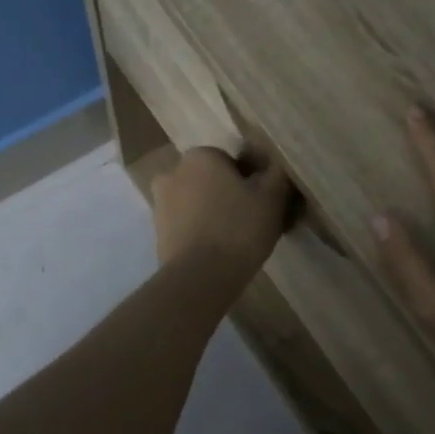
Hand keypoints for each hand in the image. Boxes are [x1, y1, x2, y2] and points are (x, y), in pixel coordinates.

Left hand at [152, 147, 290, 289]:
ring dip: (213, 214)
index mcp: (200, 156)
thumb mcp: (272, 197)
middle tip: (252, 221)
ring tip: (236, 241)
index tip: (263, 203)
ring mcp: (160, 204)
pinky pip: (186, 226)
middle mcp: (173, 173)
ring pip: (197, 203)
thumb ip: (277, 174)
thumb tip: (275, 165)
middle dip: (228, 195)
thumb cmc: (238, 229)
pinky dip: (201, 233)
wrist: (200, 277)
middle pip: (211, 181)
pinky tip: (218, 252)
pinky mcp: (158, 233)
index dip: (250, 181)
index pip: (231, 161)